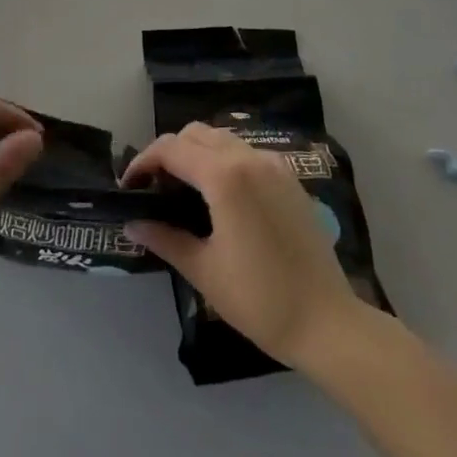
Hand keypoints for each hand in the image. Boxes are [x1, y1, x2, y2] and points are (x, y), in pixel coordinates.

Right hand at [121, 123, 363, 370]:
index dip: (143, 162)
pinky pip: (246, 153)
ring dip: (196, 153)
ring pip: (222, 139)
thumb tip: (132, 224)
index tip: (128, 187)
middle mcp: (249, 158)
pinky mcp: (289, 178)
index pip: (171, 149)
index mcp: (224, 176)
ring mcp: (274, 165)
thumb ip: (165, 238)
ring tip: (182, 189)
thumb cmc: (260, 299)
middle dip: (168, 153)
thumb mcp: (204, 270)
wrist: (328, 322)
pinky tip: (219, 196)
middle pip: (195, 134)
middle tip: (154, 188)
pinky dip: (223, 160)